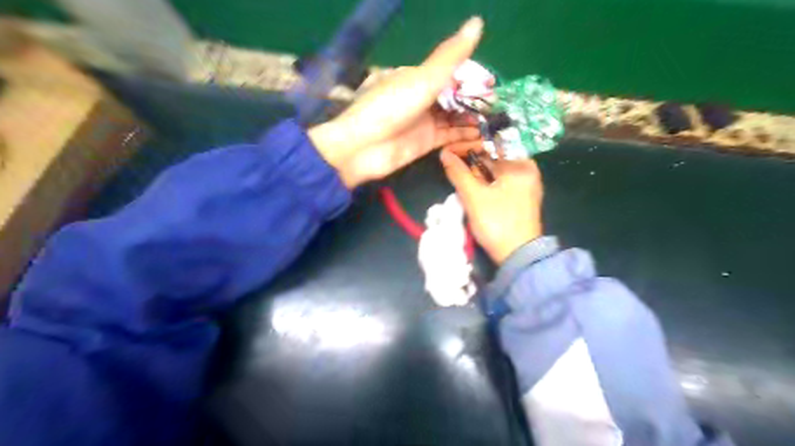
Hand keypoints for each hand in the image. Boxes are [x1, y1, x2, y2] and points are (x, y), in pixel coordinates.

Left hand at [310, 16, 484, 187]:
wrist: (362, 147)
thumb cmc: (390, 106)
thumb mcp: (423, 78)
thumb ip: (450, 57)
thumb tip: (477, 22)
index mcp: (417, 77)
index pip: (451, 72)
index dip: (472, 77)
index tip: (493, 83)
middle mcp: (422, 98)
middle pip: (454, 97)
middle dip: (476, 100)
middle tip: (501, 106)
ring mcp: (424, 122)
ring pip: (454, 117)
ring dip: (473, 119)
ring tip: (498, 121)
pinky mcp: (426, 143)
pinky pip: (450, 136)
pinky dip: (465, 135)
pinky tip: (484, 135)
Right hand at [438, 149, 543, 263]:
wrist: (517, 256)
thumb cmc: (497, 222)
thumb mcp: (474, 196)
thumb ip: (458, 173)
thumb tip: (444, 153)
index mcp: (522, 164)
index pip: (491, 146)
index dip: (468, 147)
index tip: (449, 152)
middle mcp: (528, 170)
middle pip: (493, 158)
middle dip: (472, 164)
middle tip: (452, 167)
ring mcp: (526, 185)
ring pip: (495, 172)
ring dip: (477, 175)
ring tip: (460, 180)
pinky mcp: (521, 199)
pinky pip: (500, 183)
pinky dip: (486, 185)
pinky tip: (474, 191)